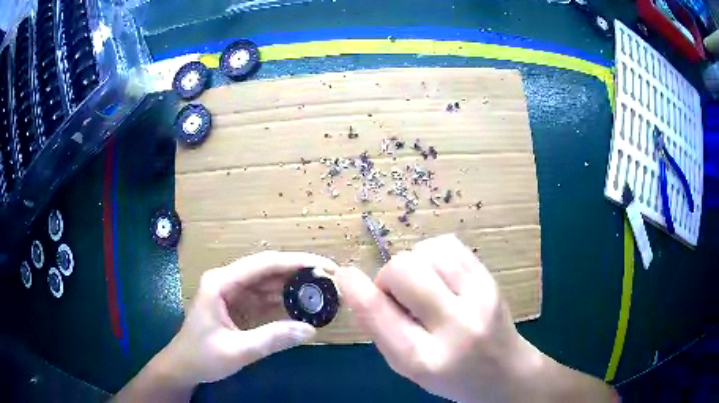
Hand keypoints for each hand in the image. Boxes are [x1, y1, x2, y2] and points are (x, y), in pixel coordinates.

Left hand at [157, 251, 338, 386]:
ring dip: (293, 287)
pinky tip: (302, 307)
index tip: (324, 267)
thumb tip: (310, 329)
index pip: (263, 264)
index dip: (296, 263)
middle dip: (299, 272)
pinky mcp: (237, 304)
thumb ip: (272, 339)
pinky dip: (284, 301)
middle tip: (330, 280)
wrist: (184, 366)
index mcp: (221, 283)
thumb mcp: (237, 351)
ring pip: (268, 282)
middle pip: (268, 269)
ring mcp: (232, 292)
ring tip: (322, 292)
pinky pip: (264, 298)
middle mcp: (227, 281)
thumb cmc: (202, 357)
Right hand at [337, 234, 616, 402]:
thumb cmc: (450, 376)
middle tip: (398, 295)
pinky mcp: (490, 279)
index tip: (345, 274)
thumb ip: (380, 329)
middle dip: (389, 278)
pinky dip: (431, 254)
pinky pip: (447, 245)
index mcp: (424, 360)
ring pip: (426, 251)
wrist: (504, 371)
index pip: (380, 315)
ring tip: (422, 286)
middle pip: (404, 270)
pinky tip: (437, 274)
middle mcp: (456, 326)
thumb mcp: (407, 367)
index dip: (355, 289)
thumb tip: (357, 286)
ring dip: (413, 265)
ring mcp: (479, 297)